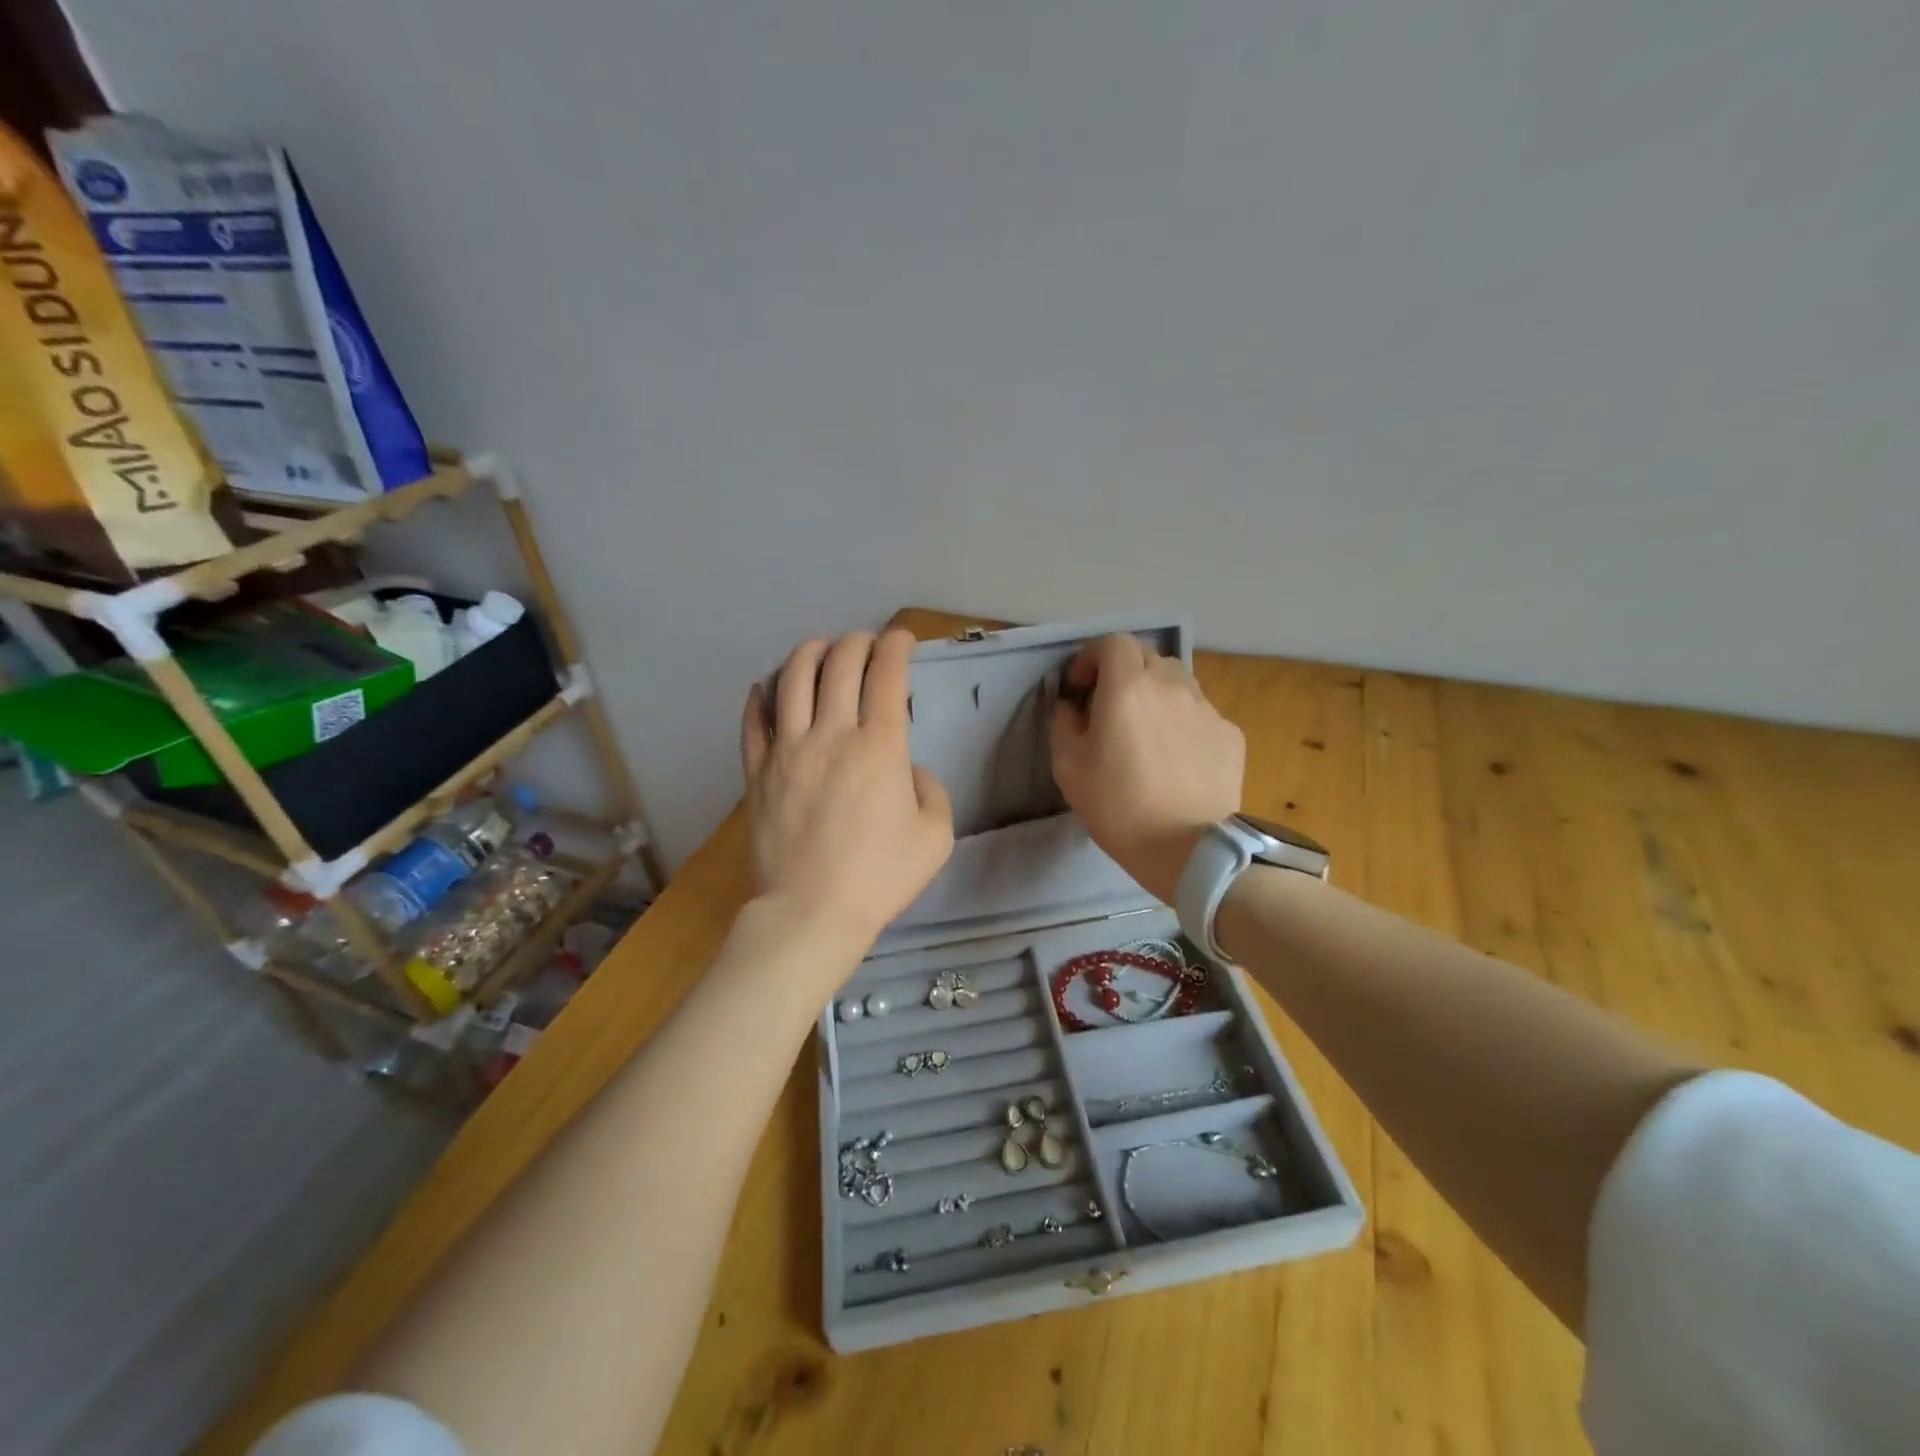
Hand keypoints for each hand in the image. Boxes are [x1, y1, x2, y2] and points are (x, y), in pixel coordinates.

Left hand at [740, 629, 953, 953]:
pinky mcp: (758, 772)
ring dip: (811, 653)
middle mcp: (832, 734)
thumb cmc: (880, 877)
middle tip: (866, 643)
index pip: (888, 675)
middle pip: (840, 664)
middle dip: (858, 642)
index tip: (902, 639)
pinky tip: (768, 687)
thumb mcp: (936, 837)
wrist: (811, 912)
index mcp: (880, 746)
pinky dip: (762, 695)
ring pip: (793, 679)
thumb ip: (931, 792)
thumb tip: (909, 772)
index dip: (897, 646)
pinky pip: (754, 721)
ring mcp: (788, 750)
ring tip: (821, 650)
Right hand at [1049, 634, 1243, 903]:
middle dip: (1123, 672)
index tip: (1081, 686)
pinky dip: (1182, 722)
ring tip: (1146, 731)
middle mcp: (1171, 685)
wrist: (1189, 849)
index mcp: (1128, 687)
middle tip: (1110, 707)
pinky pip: (1199, 713)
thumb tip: (1072, 706)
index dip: (1092, 657)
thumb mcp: (1068, 767)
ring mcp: (1206, 708)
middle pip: (1147, 657)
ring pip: (1177, 682)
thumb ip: (1064, 723)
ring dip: (1155, 693)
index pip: (1113, 642)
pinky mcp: (1230, 734)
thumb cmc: (1118, 807)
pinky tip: (1176, 758)